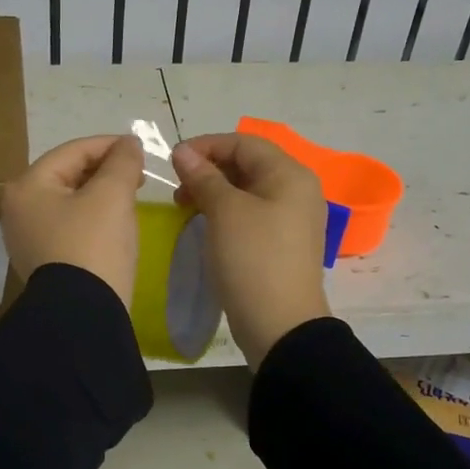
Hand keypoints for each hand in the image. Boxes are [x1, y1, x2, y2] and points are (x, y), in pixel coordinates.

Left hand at [1, 135, 145, 304]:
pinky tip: (114, 224)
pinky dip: (92, 218)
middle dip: (104, 171)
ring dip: (100, 194)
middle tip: (138, 175)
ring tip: (130, 197)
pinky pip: (69, 226)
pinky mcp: (42, 261)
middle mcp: (18, 209)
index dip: (109, 145)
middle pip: (68, 175)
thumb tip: (128, 144)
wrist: (83, 314)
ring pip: (69, 201)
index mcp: (27, 186)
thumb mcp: (112, 195)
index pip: (73, 151)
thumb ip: (122, 161)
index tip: (140, 149)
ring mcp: (27, 237)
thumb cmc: (94, 245)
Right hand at [171, 133, 329, 367]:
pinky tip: (203, 225)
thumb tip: (183, 152)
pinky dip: (225, 212)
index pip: (244, 143)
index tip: (173, 162)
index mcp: (290, 175)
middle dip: (208, 169)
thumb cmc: (253, 259)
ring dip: (213, 192)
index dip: (206, 146)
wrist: (280, 325)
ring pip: (246, 190)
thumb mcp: (225, 212)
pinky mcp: (281, 243)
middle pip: (247, 164)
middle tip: (177, 189)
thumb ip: (203, 177)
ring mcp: (291, 219)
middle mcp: (296, 190)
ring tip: (184, 207)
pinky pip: (250, 214)